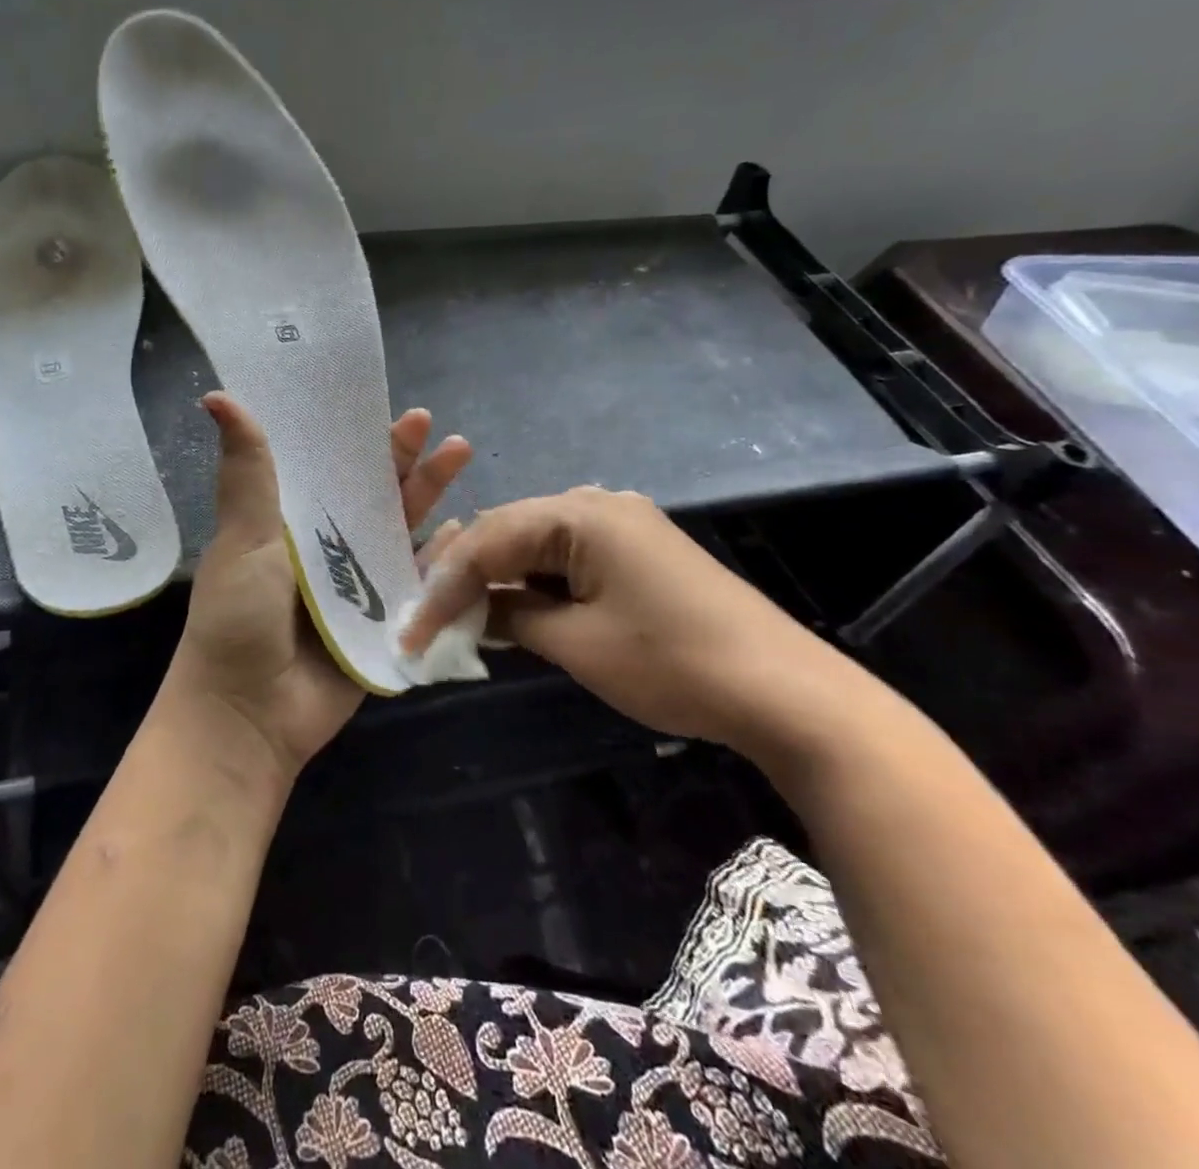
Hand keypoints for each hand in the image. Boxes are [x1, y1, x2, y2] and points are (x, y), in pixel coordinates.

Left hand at [162, 393, 471, 779]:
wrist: (250, 713)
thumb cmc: (239, 617)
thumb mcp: (243, 537)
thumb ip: (248, 471)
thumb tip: (217, 396)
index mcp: (290, 524)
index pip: (329, 469)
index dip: (356, 440)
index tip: (382, 408)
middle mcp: (326, 549)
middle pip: (372, 496)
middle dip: (403, 462)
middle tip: (433, 428)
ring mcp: (357, 586)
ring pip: (400, 533)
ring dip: (429, 498)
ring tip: (459, 458)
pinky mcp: (382, 622)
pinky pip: (417, 584)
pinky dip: (441, 559)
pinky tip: (463, 531)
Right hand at [400, 486, 850, 751]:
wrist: (785, 692)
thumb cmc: (671, 663)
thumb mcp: (576, 643)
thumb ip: (510, 616)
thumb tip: (470, 612)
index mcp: (581, 513)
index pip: (488, 539)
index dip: (443, 584)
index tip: (413, 630)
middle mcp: (597, 504)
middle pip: (508, 531)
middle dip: (464, 574)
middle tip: (427, 616)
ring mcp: (621, 526)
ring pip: (534, 544)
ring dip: (498, 578)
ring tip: (459, 614)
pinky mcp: (636, 553)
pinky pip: (565, 558)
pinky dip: (534, 583)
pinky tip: (512, 608)